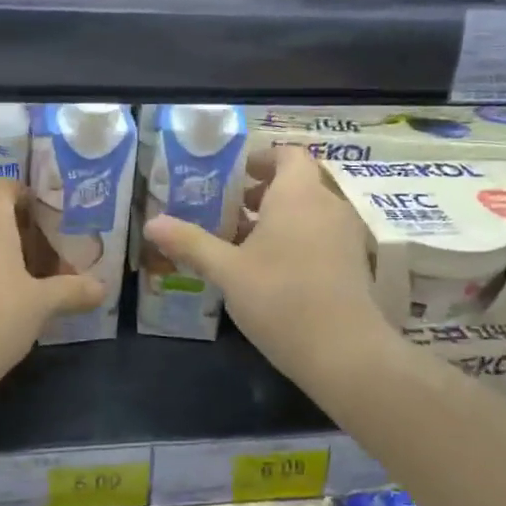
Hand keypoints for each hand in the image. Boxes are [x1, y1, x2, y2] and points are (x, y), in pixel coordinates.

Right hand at [144, 146, 394, 390]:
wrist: (345, 352)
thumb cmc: (281, 298)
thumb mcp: (227, 271)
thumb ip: (190, 242)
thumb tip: (152, 223)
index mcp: (298, 194)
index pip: (288, 154)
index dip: (262, 158)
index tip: (234, 175)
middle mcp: (328, 204)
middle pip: (298, 182)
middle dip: (263, 191)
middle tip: (229, 209)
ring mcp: (346, 234)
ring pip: (310, 210)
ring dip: (279, 216)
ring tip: (244, 241)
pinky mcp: (354, 262)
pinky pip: (322, 233)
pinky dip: (298, 237)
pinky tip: (271, 269)